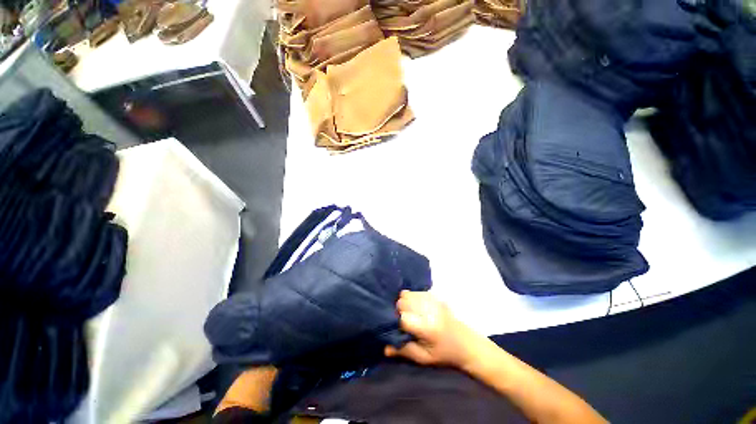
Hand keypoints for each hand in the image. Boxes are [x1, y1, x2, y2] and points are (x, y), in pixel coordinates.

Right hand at [385, 291, 485, 369]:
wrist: (467, 344)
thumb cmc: (445, 355)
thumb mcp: (424, 358)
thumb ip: (404, 351)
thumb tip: (385, 347)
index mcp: (427, 327)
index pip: (402, 317)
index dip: (397, 321)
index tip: (397, 327)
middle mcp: (429, 310)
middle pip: (403, 301)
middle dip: (399, 310)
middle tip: (403, 321)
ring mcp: (433, 300)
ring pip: (407, 294)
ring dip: (404, 302)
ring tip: (410, 313)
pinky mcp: (435, 296)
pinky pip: (416, 292)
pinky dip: (412, 298)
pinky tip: (416, 307)